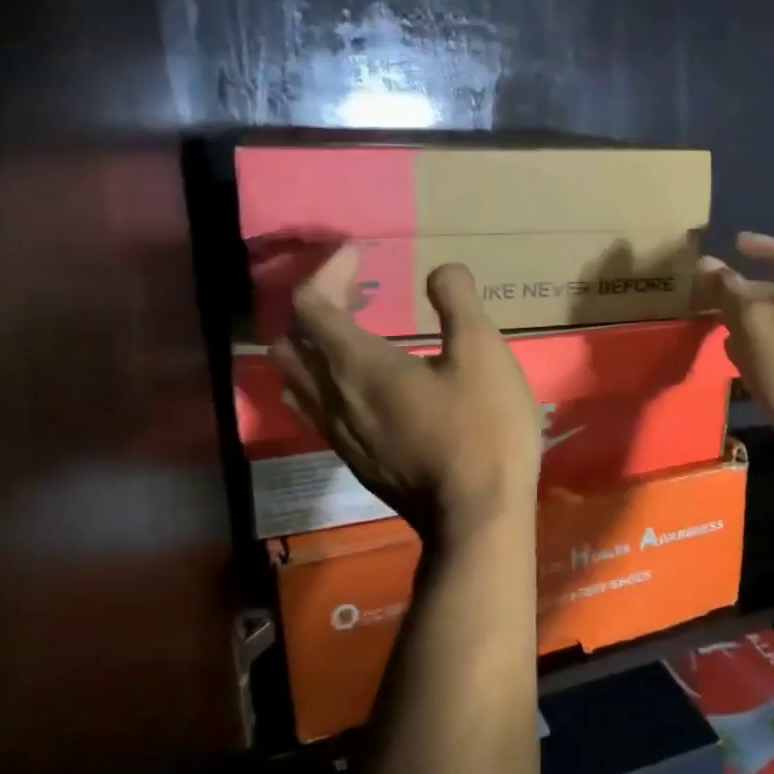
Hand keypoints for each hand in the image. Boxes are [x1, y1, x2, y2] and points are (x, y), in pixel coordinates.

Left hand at [271, 247, 540, 541]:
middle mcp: (332, 397)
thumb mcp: (483, 352)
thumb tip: (441, 271)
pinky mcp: (353, 460)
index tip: (361, 254)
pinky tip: (368, 385)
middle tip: (359, 292)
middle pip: (290, 340)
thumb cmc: (483, 430)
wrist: (477, 518)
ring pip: (296, 379)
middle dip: (316, 304)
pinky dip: (326, 379)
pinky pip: (315, 408)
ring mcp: (338, 434)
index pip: (309, 303)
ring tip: (356, 333)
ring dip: (314, 345)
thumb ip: (457, 300)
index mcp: (356, 364)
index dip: (328, 270)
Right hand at [695, 232, 773, 492]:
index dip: (763, 245)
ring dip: (743, 325)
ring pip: (771, 326)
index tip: (734, 245)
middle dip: (742, 292)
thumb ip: (728, 289)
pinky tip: (733, 364)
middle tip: (706, 295)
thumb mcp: (753, 318)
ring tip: (712, 327)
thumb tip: (706, 262)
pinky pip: (773, 356)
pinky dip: (753, 354)